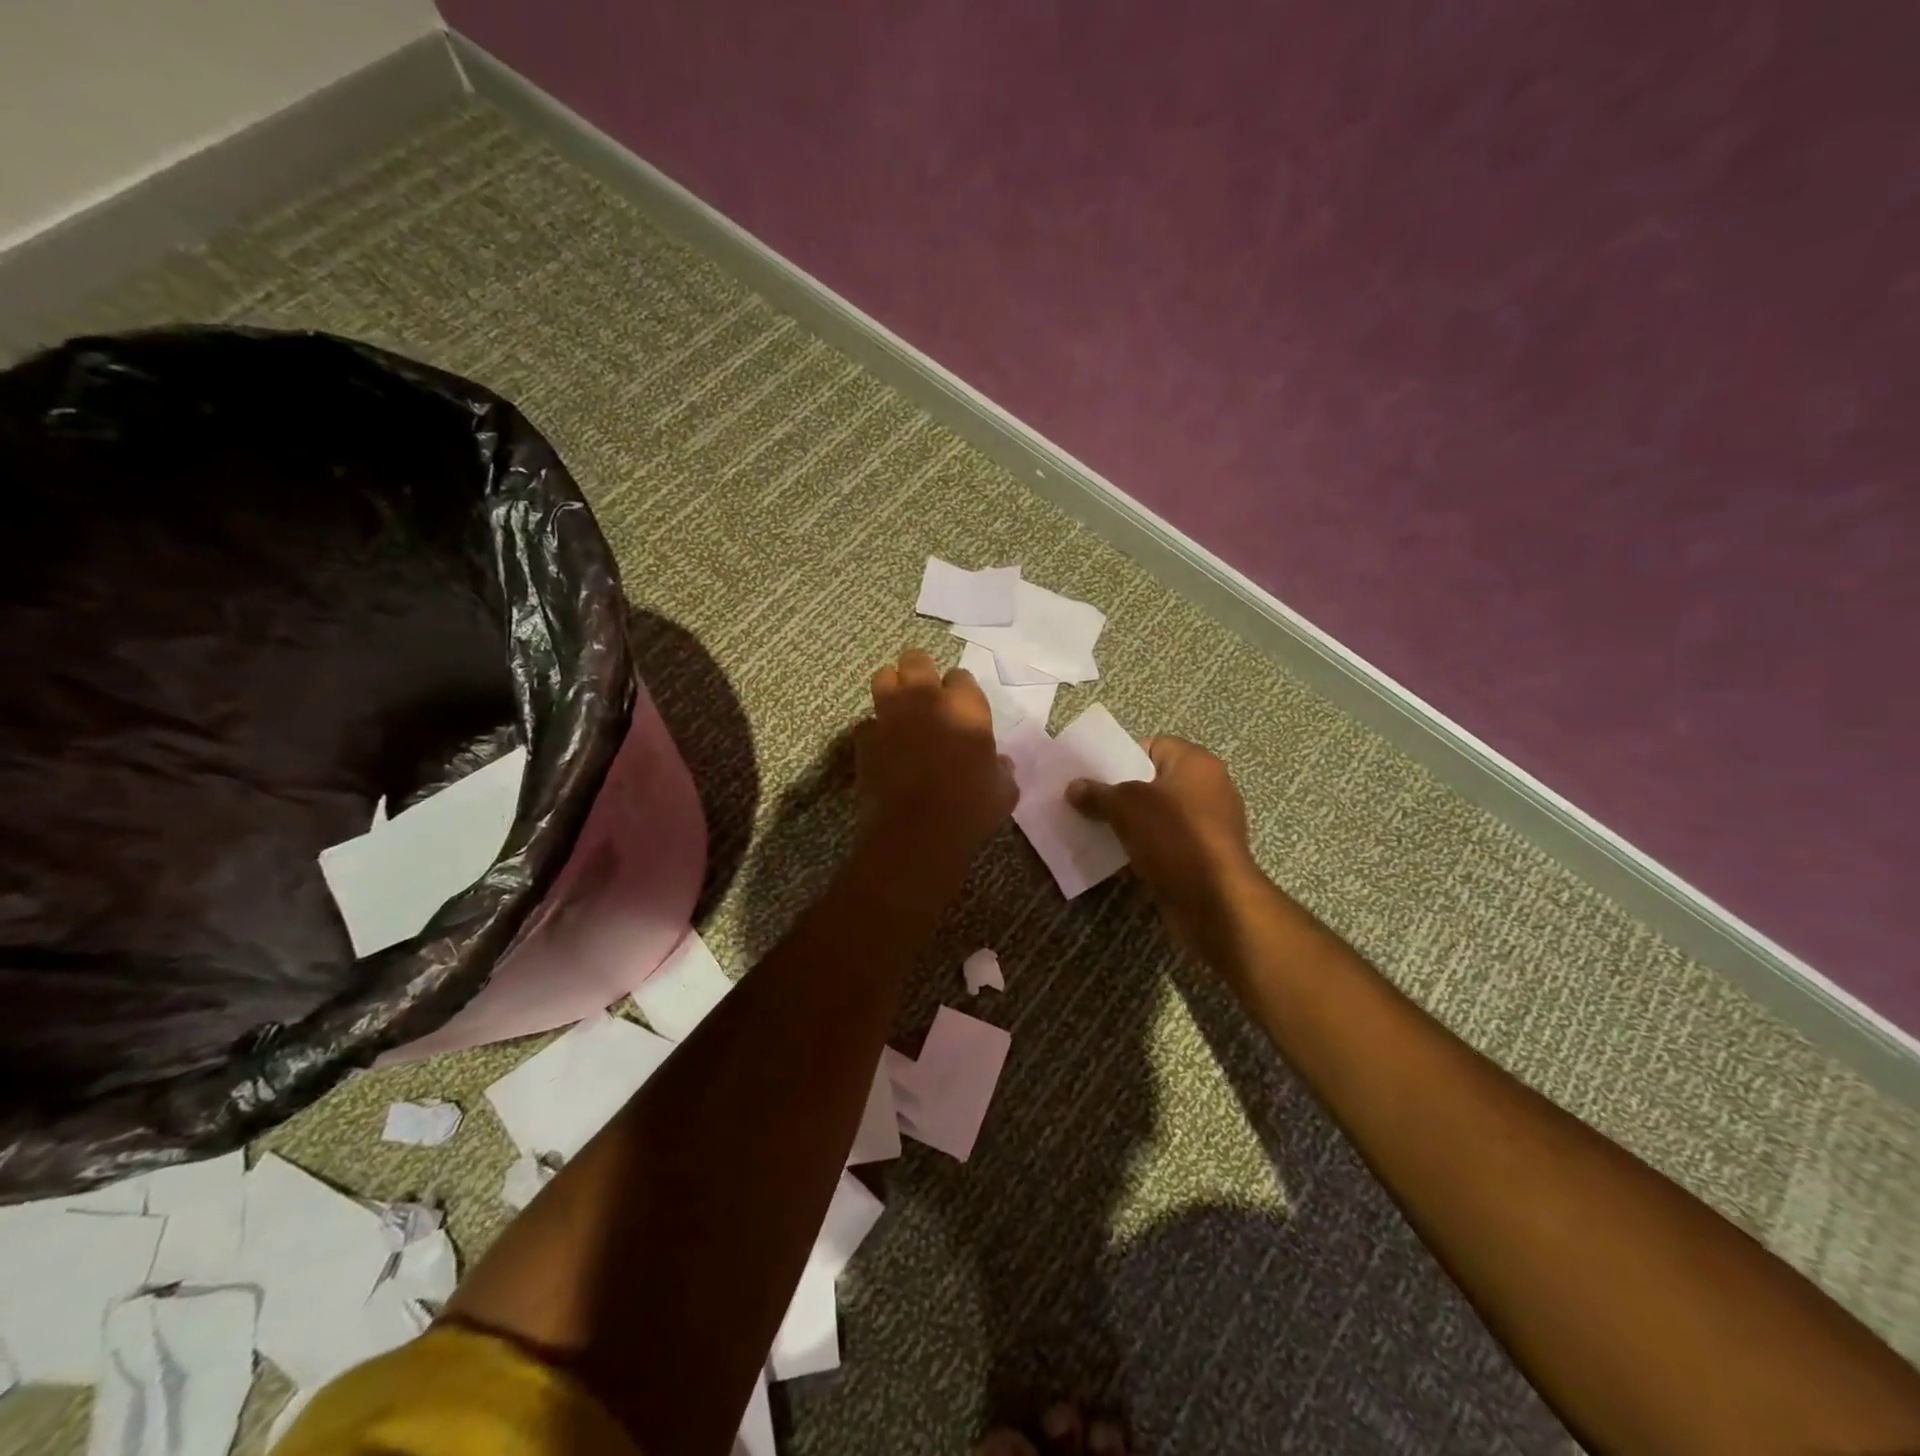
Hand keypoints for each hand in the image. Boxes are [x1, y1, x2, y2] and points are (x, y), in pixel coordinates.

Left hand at [855, 650, 1015, 872]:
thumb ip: (1001, 770)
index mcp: (965, 706)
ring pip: (883, 678)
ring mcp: (890, 715)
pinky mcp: (864, 739)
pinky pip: (866, 723)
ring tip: (899, 708)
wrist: (917, 832)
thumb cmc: (970, 809)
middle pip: (916, 660)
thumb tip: (999, 764)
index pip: (961, 677)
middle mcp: (925, 700)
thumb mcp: (1003, 791)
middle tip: (926, 695)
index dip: (960, 691)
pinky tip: (882, 747)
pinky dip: (874, 731)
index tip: (962, 708)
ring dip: (892, 688)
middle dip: (921, 671)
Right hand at [1066, 738, 1261, 948]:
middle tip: (1088, 802)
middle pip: (1154, 782)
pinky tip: (1116, 858)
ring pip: (1158, 816)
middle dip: (1121, 793)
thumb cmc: (1174, 836)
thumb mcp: (1126, 807)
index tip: (1095, 774)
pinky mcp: (1204, 858)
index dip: (1122, 757)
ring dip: (1129, 824)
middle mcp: (1209, 789)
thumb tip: (1073, 787)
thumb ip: (1098, 794)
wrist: (1214, 901)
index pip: (1154, 746)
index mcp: (1196, 764)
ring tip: (1095, 829)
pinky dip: (1144, 849)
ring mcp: (1209, 826)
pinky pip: (1165, 844)